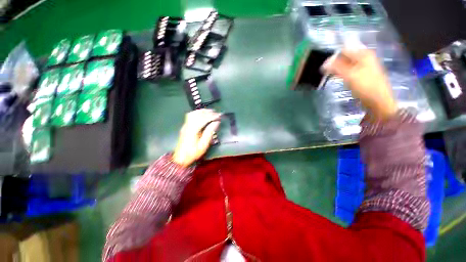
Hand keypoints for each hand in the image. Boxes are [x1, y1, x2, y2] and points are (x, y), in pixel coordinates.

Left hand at [172, 109, 220, 166]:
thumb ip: (209, 132)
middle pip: (197, 114)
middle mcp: (188, 126)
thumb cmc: (193, 153)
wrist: (180, 158)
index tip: (218, 116)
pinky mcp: (184, 127)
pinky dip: (197, 113)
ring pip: (193, 114)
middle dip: (207, 112)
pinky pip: (190, 116)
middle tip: (215, 112)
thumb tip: (216, 122)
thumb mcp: (203, 145)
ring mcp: (185, 126)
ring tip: (210, 112)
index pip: (203, 119)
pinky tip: (202, 114)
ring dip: (202, 111)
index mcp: (193, 130)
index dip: (211, 116)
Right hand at [322, 49, 397, 120]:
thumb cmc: (365, 86)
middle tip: (327, 73)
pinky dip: (343, 73)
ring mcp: (364, 66)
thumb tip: (324, 63)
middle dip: (335, 63)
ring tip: (331, 76)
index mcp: (363, 54)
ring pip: (347, 64)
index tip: (324, 68)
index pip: (344, 50)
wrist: (378, 101)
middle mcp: (364, 57)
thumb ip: (336, 67)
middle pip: (345, 57)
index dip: (333, 57)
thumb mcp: (349, 75)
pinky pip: (350, 70)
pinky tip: (339, 79)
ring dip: (338, 69)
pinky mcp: (362, 74)